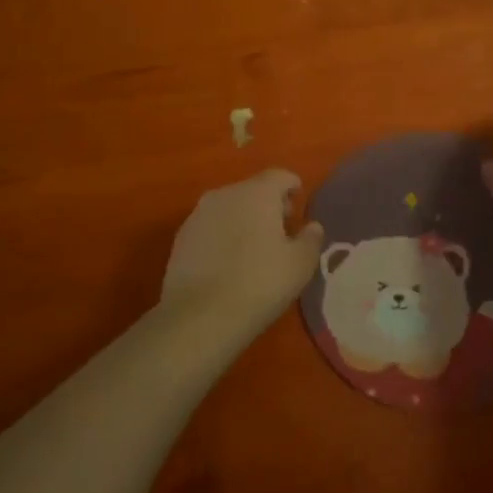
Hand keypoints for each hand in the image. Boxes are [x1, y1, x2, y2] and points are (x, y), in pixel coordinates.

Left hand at [160, 169, 324, 341]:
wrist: (199, 317)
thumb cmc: (260, 283)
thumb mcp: (300, 265)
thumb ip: (311, 238)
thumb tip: (312, 226)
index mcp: (257, 193)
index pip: (280, 176)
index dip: (293, 187)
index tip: (300, 206)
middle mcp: (225, 194)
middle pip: (253, 189)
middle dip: (269, 204)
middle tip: (282, 231)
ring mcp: (198, 214)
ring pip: (229, 207)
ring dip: (244, 219)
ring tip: (254, 249)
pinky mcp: (181, 237)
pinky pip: (211, 226)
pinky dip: (223, 235)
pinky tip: (228, 262)